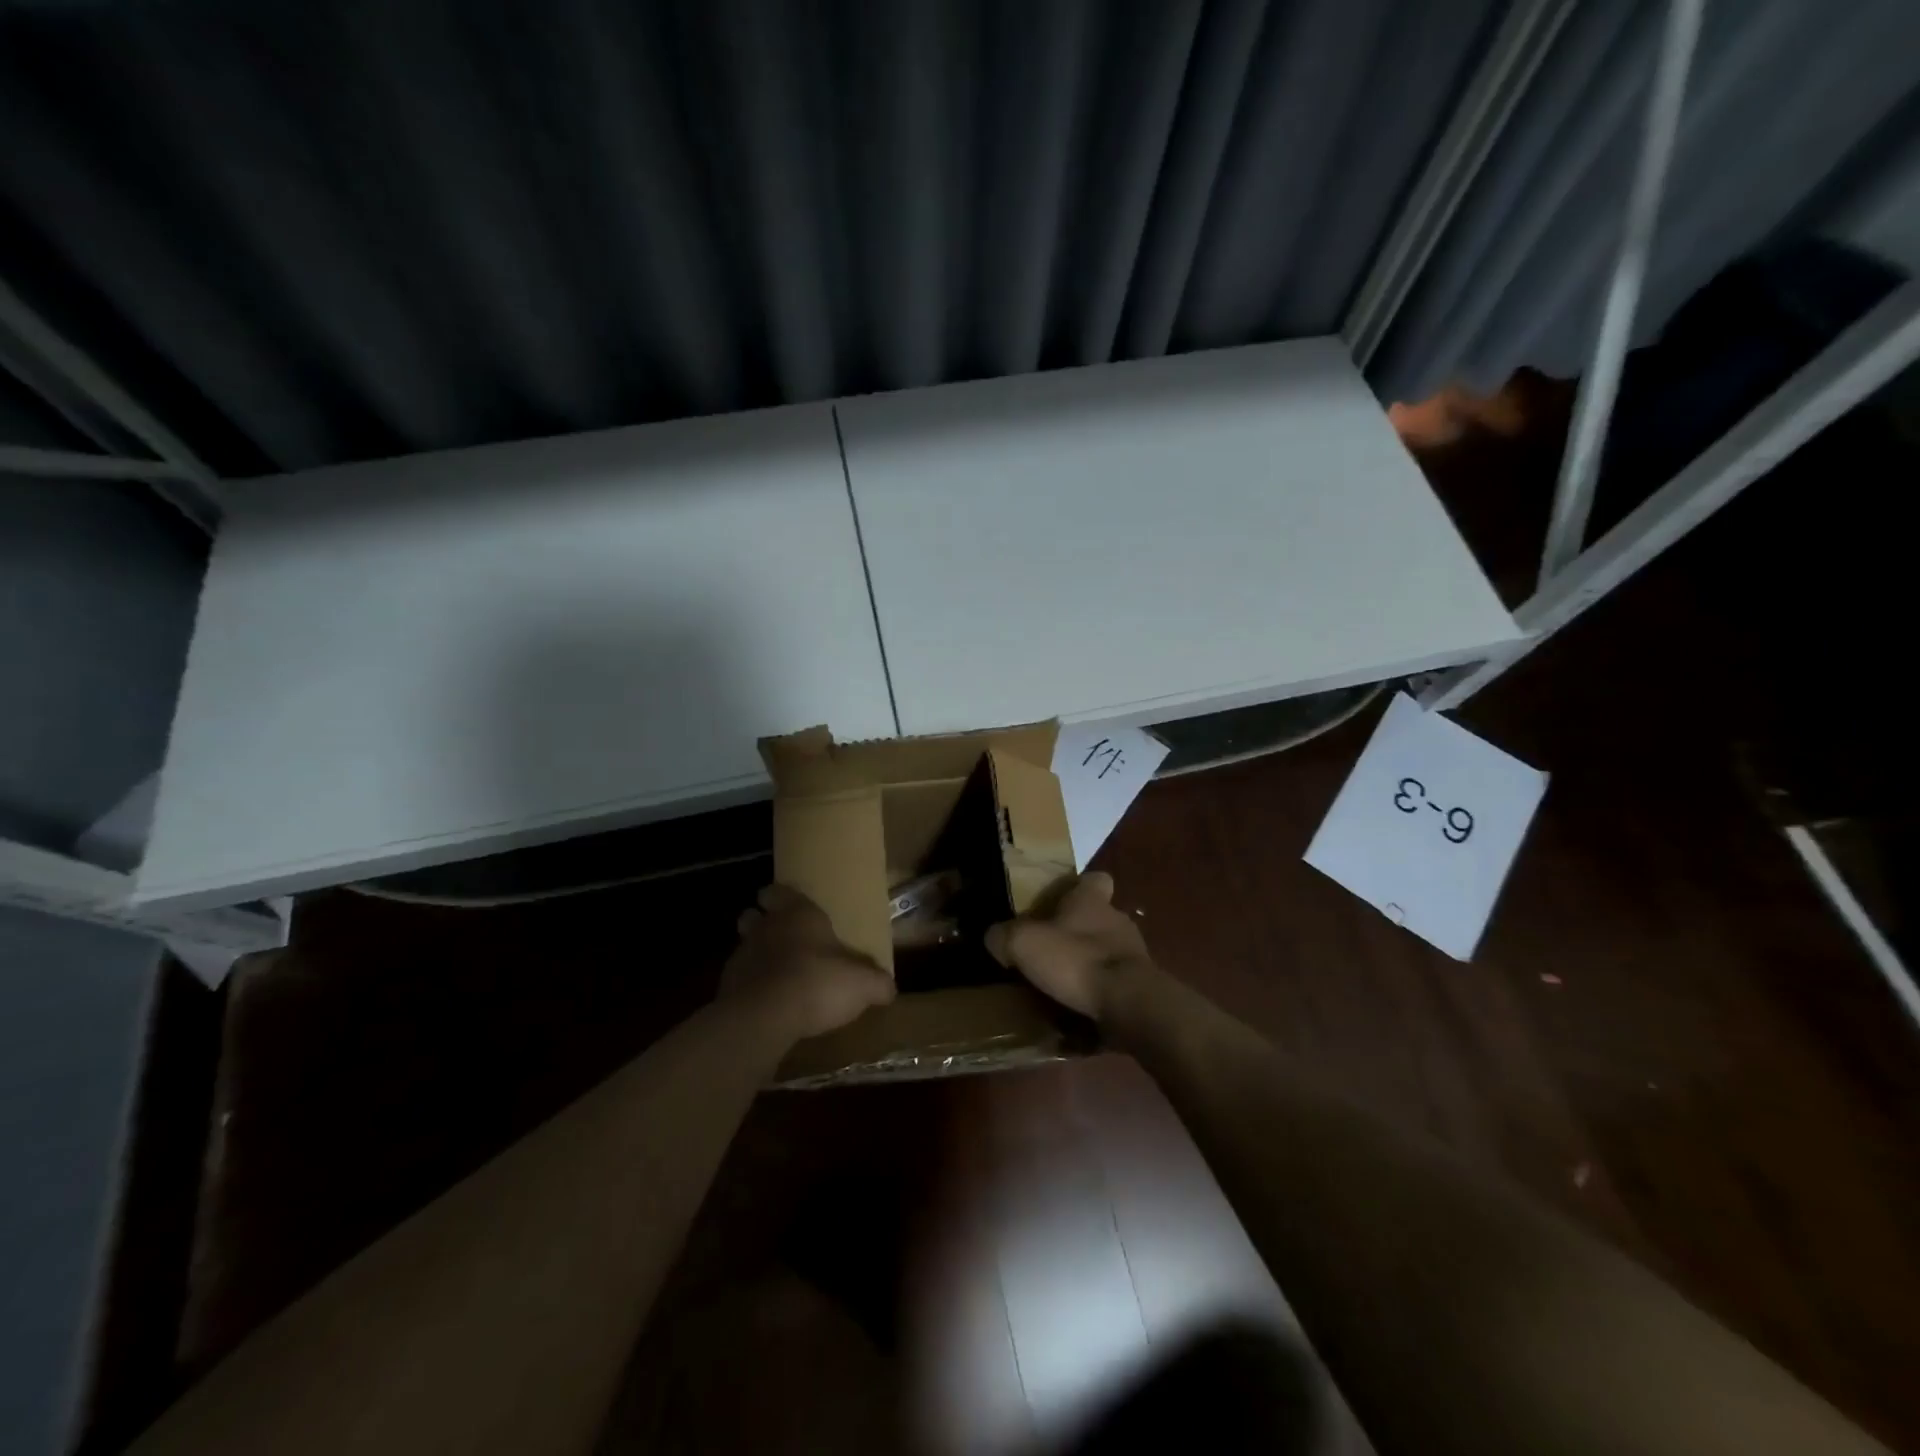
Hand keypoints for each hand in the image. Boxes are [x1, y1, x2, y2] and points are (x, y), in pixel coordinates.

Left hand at [723, 884, 895, 1043]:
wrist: (764, 1017)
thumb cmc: (817, 983)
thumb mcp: (862, 985)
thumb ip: (878, 983)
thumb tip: (889, 988)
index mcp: (798, 914)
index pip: (778, 891)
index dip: (781, 896)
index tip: (788, 904)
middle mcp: (766, 927)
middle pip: (754, 915)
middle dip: (763, 922)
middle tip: (782, 938)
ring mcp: (742, 955)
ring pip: (744, 945)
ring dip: (755, 955)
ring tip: (774, 973)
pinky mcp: (727, 986)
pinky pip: (739, 979)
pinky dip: (749, 986)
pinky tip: (764, 1002)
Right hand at [984, 871, 1157, 1023]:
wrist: (1130, 1004)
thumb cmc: (1076, 961)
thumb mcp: (1024, 944)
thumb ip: (1004, 936)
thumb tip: (994, 937)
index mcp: (1092, 901)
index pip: (1095, 879)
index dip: (1080, 887)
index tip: (1061, 901)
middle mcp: (1118, 920)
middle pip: (1099, 916)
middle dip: (1079, 931)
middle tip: (1051, 950)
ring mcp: (1135, 953)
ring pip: (1109, 950)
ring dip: (1090, 963)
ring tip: (1064, 984)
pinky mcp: (1142, 985)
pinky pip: (1116, 983)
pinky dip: (1100, 992)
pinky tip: (1081, 1009)